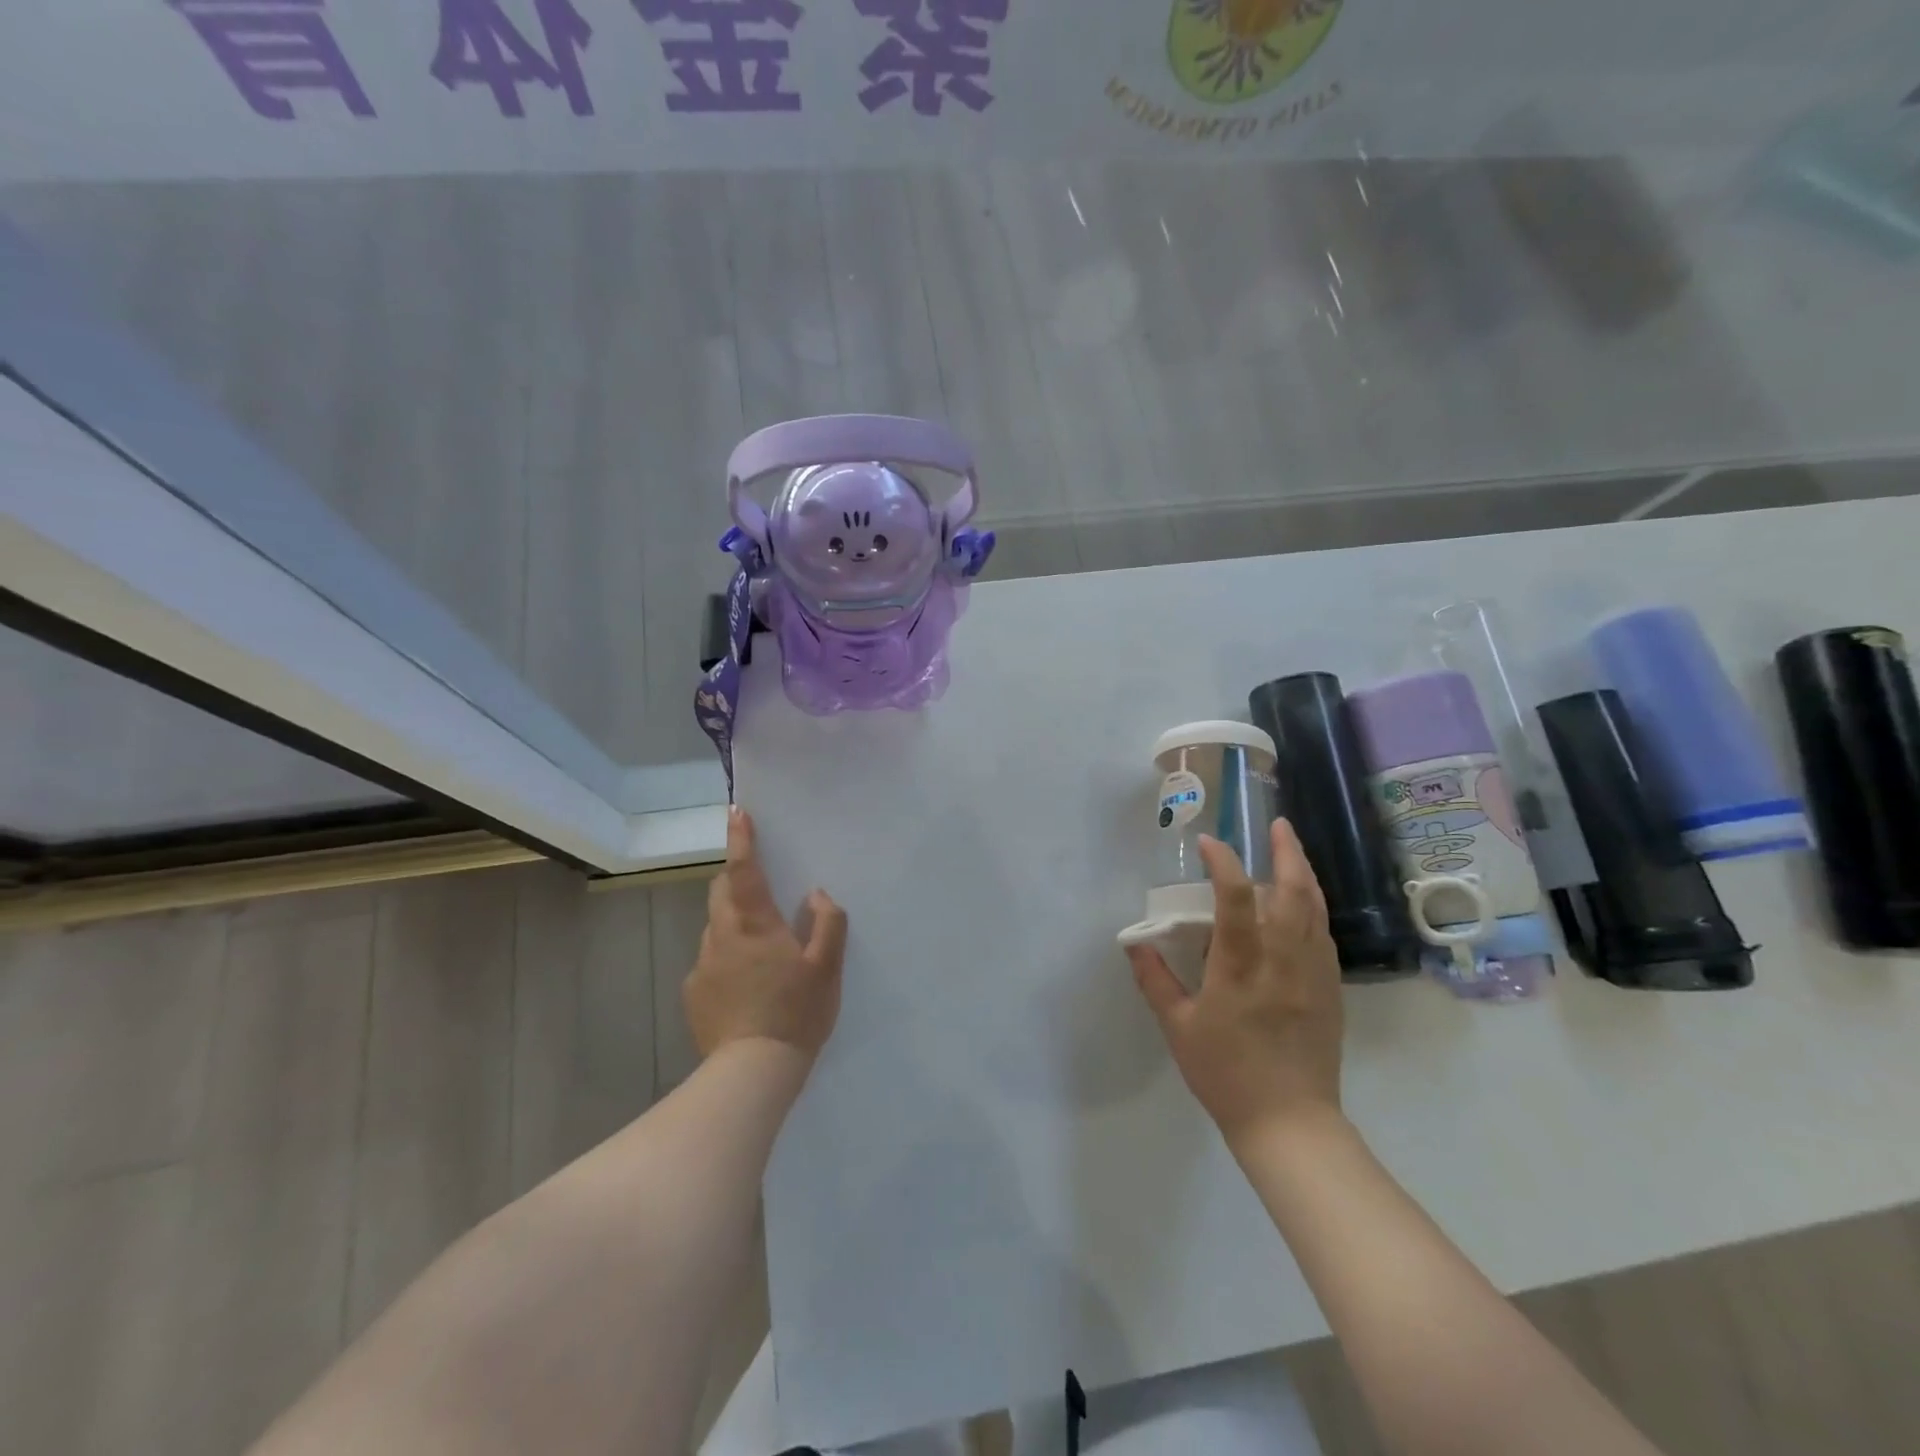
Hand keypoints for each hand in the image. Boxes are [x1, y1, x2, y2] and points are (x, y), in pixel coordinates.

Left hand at [685, 808, 847, 1061]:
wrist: (752, 1073)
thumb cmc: (795, 1012)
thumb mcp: (827, 967)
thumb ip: (828, 923)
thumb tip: (817, 895)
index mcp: (754, 923)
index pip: (744, 869)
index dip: (742, 839)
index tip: (737, 812)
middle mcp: (720, 936)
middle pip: (721, 892)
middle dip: (735, 880)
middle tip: (761, 889)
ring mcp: (702, 966)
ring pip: (716, 928)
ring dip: (734, 924)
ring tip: (762, 951)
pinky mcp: (693, 994)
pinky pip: (711, 962)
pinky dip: (727, 959)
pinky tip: (747, 987)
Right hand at [1126, 819, 1344, 1146]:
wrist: (1290, 1123)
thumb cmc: (1226, 1075)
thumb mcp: (1178, 1029)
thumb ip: (1155, 981)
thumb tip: (1135, 944)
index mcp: (1241, 969)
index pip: (1236, 900)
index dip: (1225, 864)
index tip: (1210, 843)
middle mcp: (1282, 962)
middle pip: (1294, 893)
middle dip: (1287, 853)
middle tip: (1278, 825)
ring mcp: (1313, 975)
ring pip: (1315, 910)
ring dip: (1304, 874)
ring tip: (1292, 850)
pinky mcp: (1330, 990)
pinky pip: (1323, 935)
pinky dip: (1313, 908)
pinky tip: (1302, 903)